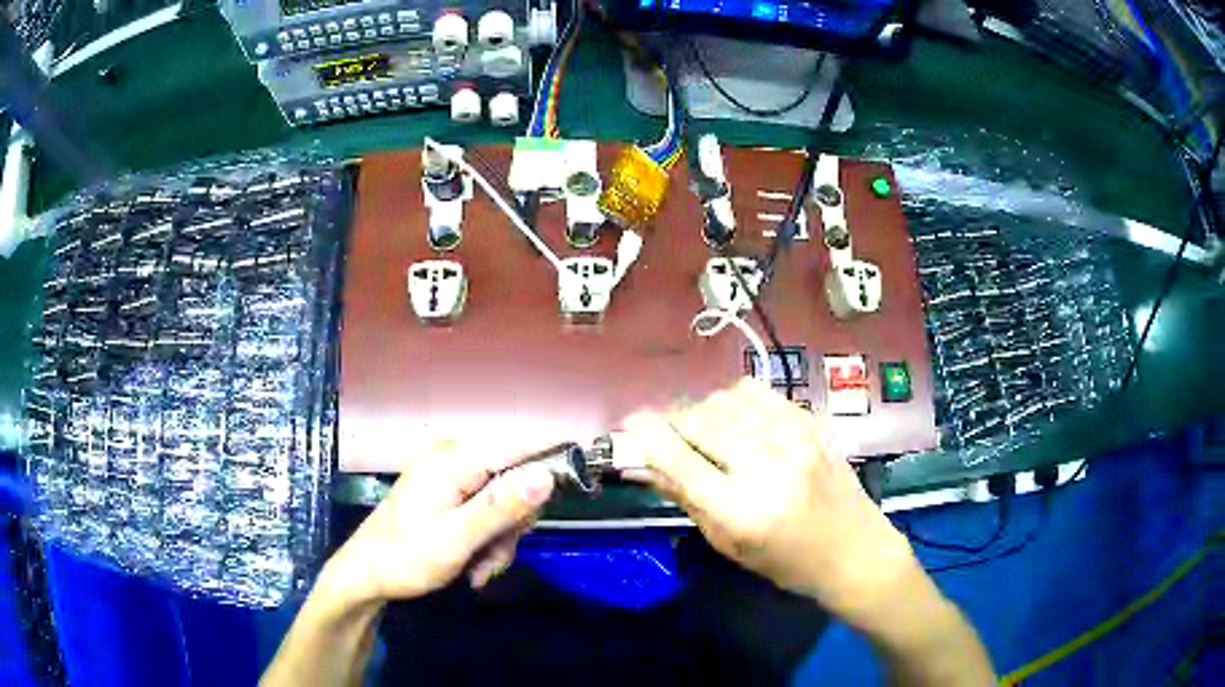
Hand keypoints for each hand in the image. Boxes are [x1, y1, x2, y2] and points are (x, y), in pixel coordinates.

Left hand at [321, 442, 554, 606]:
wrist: (365, 575)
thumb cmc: (404, 559)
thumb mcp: (455, 541)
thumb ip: (500, 508)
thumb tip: (547, 475)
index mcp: (454, 460)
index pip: (521, 444)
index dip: (554, 460)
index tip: (581, 487)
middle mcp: (453, 458)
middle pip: (515, 477)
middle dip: (515, 522)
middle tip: (498, 554)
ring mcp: (449, 475)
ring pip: (503, 500)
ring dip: (501, 538)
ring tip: (480, 569)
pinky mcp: (447, 492)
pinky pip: (485, 509)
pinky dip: (487, 538)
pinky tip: (473, 565)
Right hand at [622, 379, 920, 628]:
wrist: (853, 548)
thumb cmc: (785, 561)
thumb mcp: (727, 542)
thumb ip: (683, 496)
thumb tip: (639, 465)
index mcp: (742, 508)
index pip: (678, 458)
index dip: (644, 438)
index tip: (624, 432)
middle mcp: (766, 462)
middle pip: (697, 421)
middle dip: (667, 425)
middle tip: (655, 436)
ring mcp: (792, 434)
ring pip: (721, 400)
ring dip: (698, 413)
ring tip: (697, 434)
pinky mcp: (807, 418)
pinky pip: (753, 390)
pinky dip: (730, 400)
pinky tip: (730, 420)